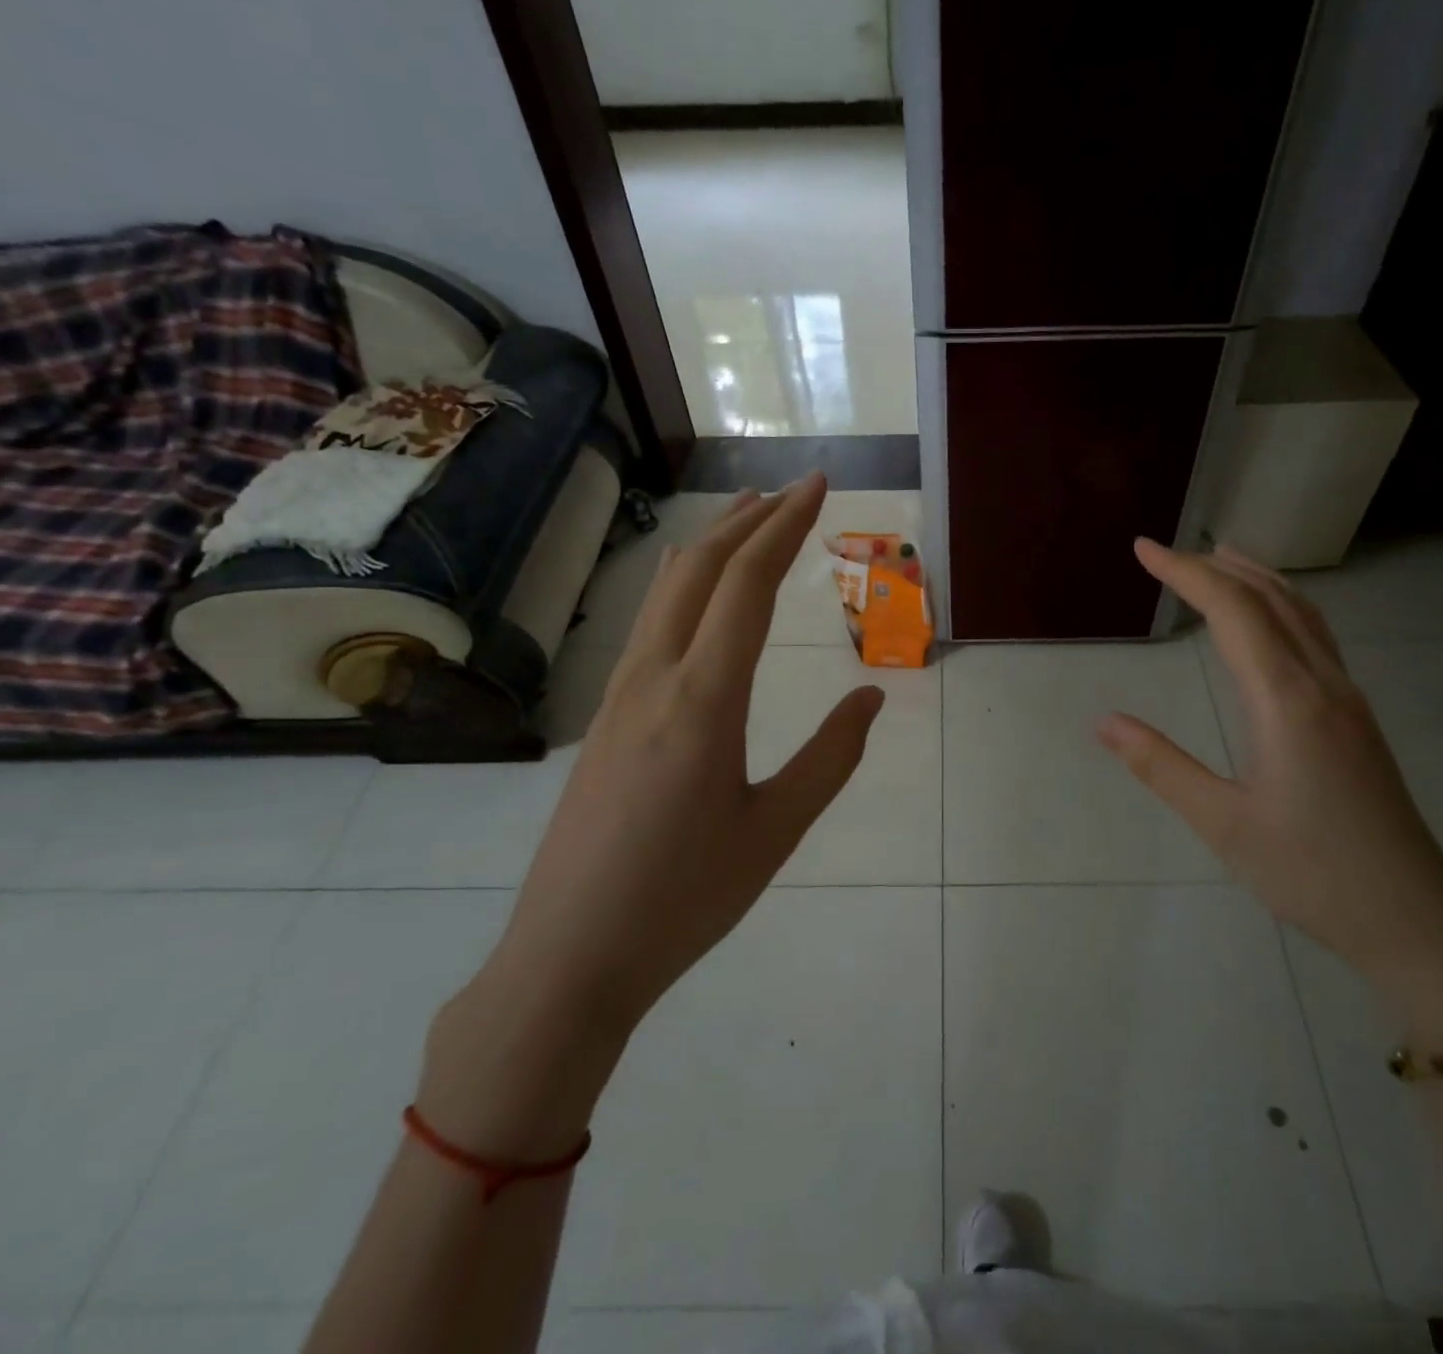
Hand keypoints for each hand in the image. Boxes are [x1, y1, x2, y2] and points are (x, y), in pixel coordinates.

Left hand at [421, 475, 882, 1153]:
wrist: (570, 956)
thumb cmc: (684, 899)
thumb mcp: (775, 831)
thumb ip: (831, 758)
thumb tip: (872, 697)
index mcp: (703, 701)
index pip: (747, 585)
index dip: (786, 527)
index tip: (819, 487)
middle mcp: (655, 678)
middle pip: (701, 569)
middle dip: (751, 520)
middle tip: (795, 491)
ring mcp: (620, 694)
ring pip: (668, 590)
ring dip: (713, 544)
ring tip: (749, 516)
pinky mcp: (606, 715)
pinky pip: (649, 623)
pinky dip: (683, 582)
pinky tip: (692, 585)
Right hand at [1096, 540, 1442, 1018]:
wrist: (1415, 921)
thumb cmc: (1312, 873)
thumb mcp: (1222, 824)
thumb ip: (1160, 765)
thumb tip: (1103, 721)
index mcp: (1287, 701)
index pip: (1233, 611)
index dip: (1185, 572)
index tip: (1143, 548)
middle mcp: (1323, 684)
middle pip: (1271, 599)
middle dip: (1216, 567)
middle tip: (1167, 553)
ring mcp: (1348, 699)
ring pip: (1303, 613)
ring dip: (1257, 578)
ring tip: (1218, 562)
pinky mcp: (1357, 719)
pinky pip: (1317, 637)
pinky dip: (1282, 606)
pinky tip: (1267, 624)